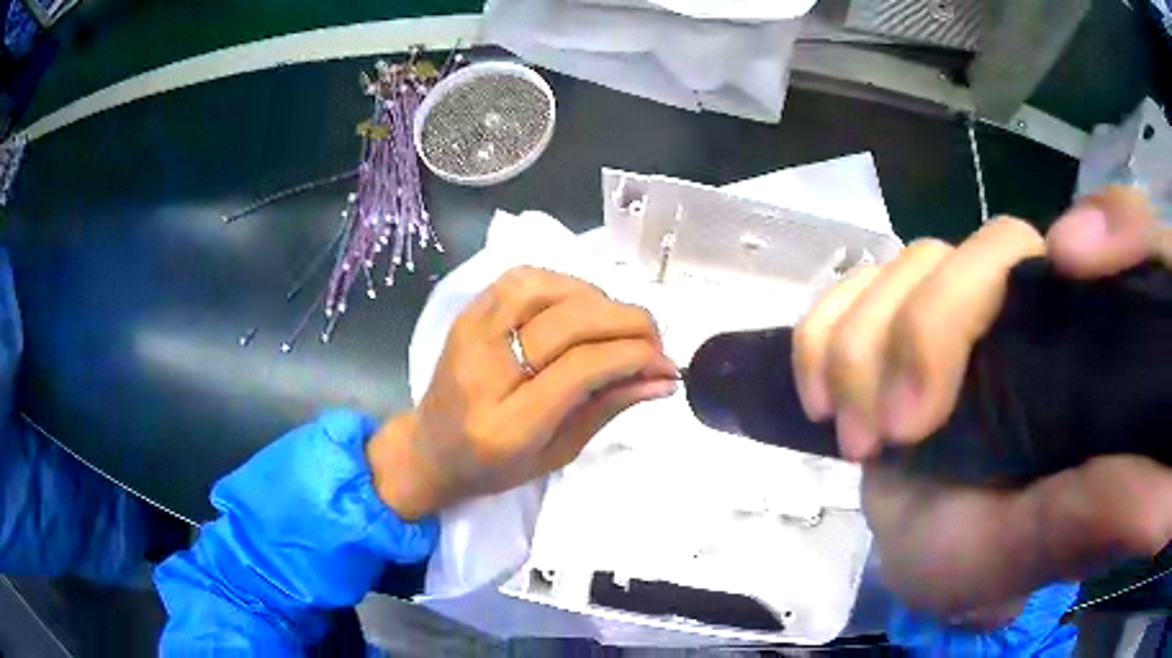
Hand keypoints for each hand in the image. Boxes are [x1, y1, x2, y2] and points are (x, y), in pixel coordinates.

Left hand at [367, 266, 676, 519]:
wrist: (430, 448)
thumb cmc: (494, 466)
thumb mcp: (559, 453)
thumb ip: (608, 408)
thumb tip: (662, 378)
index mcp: (507, 424)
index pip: (582, 368)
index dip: (634, 356)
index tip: (667, 364)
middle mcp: (484, 369)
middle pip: (568, 322)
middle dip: (627, 323)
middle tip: (654, 342)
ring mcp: (470, 333)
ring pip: (546, 287)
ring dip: (597, 299)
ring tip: (617, 326)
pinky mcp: (468, 313)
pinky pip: (523, 277)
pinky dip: (565, 284)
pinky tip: (581, 308)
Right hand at [793, 186, 1171, 622]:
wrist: (923, 560)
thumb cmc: (994, 561)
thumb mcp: (1056, 544)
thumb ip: (1116, 507)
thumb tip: (1164, 493)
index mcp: (1090, 343)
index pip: (1121, 231)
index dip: (1108, 223)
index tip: (1072, 261)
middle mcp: (1035, 305)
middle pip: (992, 245)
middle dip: (934, 329)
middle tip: (898, 431)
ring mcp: (962, 307)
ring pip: (913, 260)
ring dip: (866, 344)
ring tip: (859, 435)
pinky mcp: (898, 321)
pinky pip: (853, 283)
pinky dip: (826, 329)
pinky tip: (821, 392)